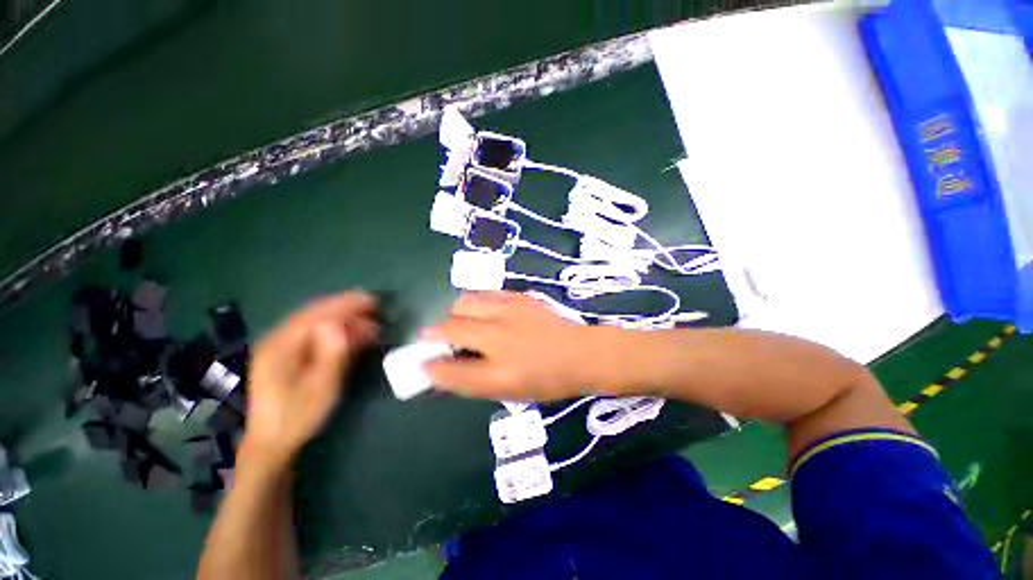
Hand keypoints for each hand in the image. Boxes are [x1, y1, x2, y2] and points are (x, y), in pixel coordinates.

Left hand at [242, 292, 378, 469]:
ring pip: (316, 323)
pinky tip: (354, 335)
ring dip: (344, 320)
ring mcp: (281, 348)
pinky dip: (336, 332)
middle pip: (315, 314)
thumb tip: (338, 324)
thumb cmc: (298, 416)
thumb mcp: (320, 387)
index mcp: (281, 345)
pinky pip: (314, 335)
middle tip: (375, 308)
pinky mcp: (287, 356)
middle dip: (347, 309)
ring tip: (370, 323)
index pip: (317, 314)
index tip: (372, 300)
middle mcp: (278, 340)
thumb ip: (331, 353)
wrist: (272, 443)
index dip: (345, 304)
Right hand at [422, 291, 601, 400]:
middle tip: (444, 339)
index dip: (429, 364)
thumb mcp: (507, 390)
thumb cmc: (546, 379)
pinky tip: (483, 312)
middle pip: (450, 323)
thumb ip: (470, 380)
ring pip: (464, 302)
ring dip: (454, 313)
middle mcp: (500, 335)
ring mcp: (510, 309)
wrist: (582, 353)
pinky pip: (484, 294)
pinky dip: (475, 303)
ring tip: (462, 323)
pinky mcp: (519, 296)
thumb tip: (440, 370)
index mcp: (498, 369)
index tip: (423, 360)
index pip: (448, 368)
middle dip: (437, 331)